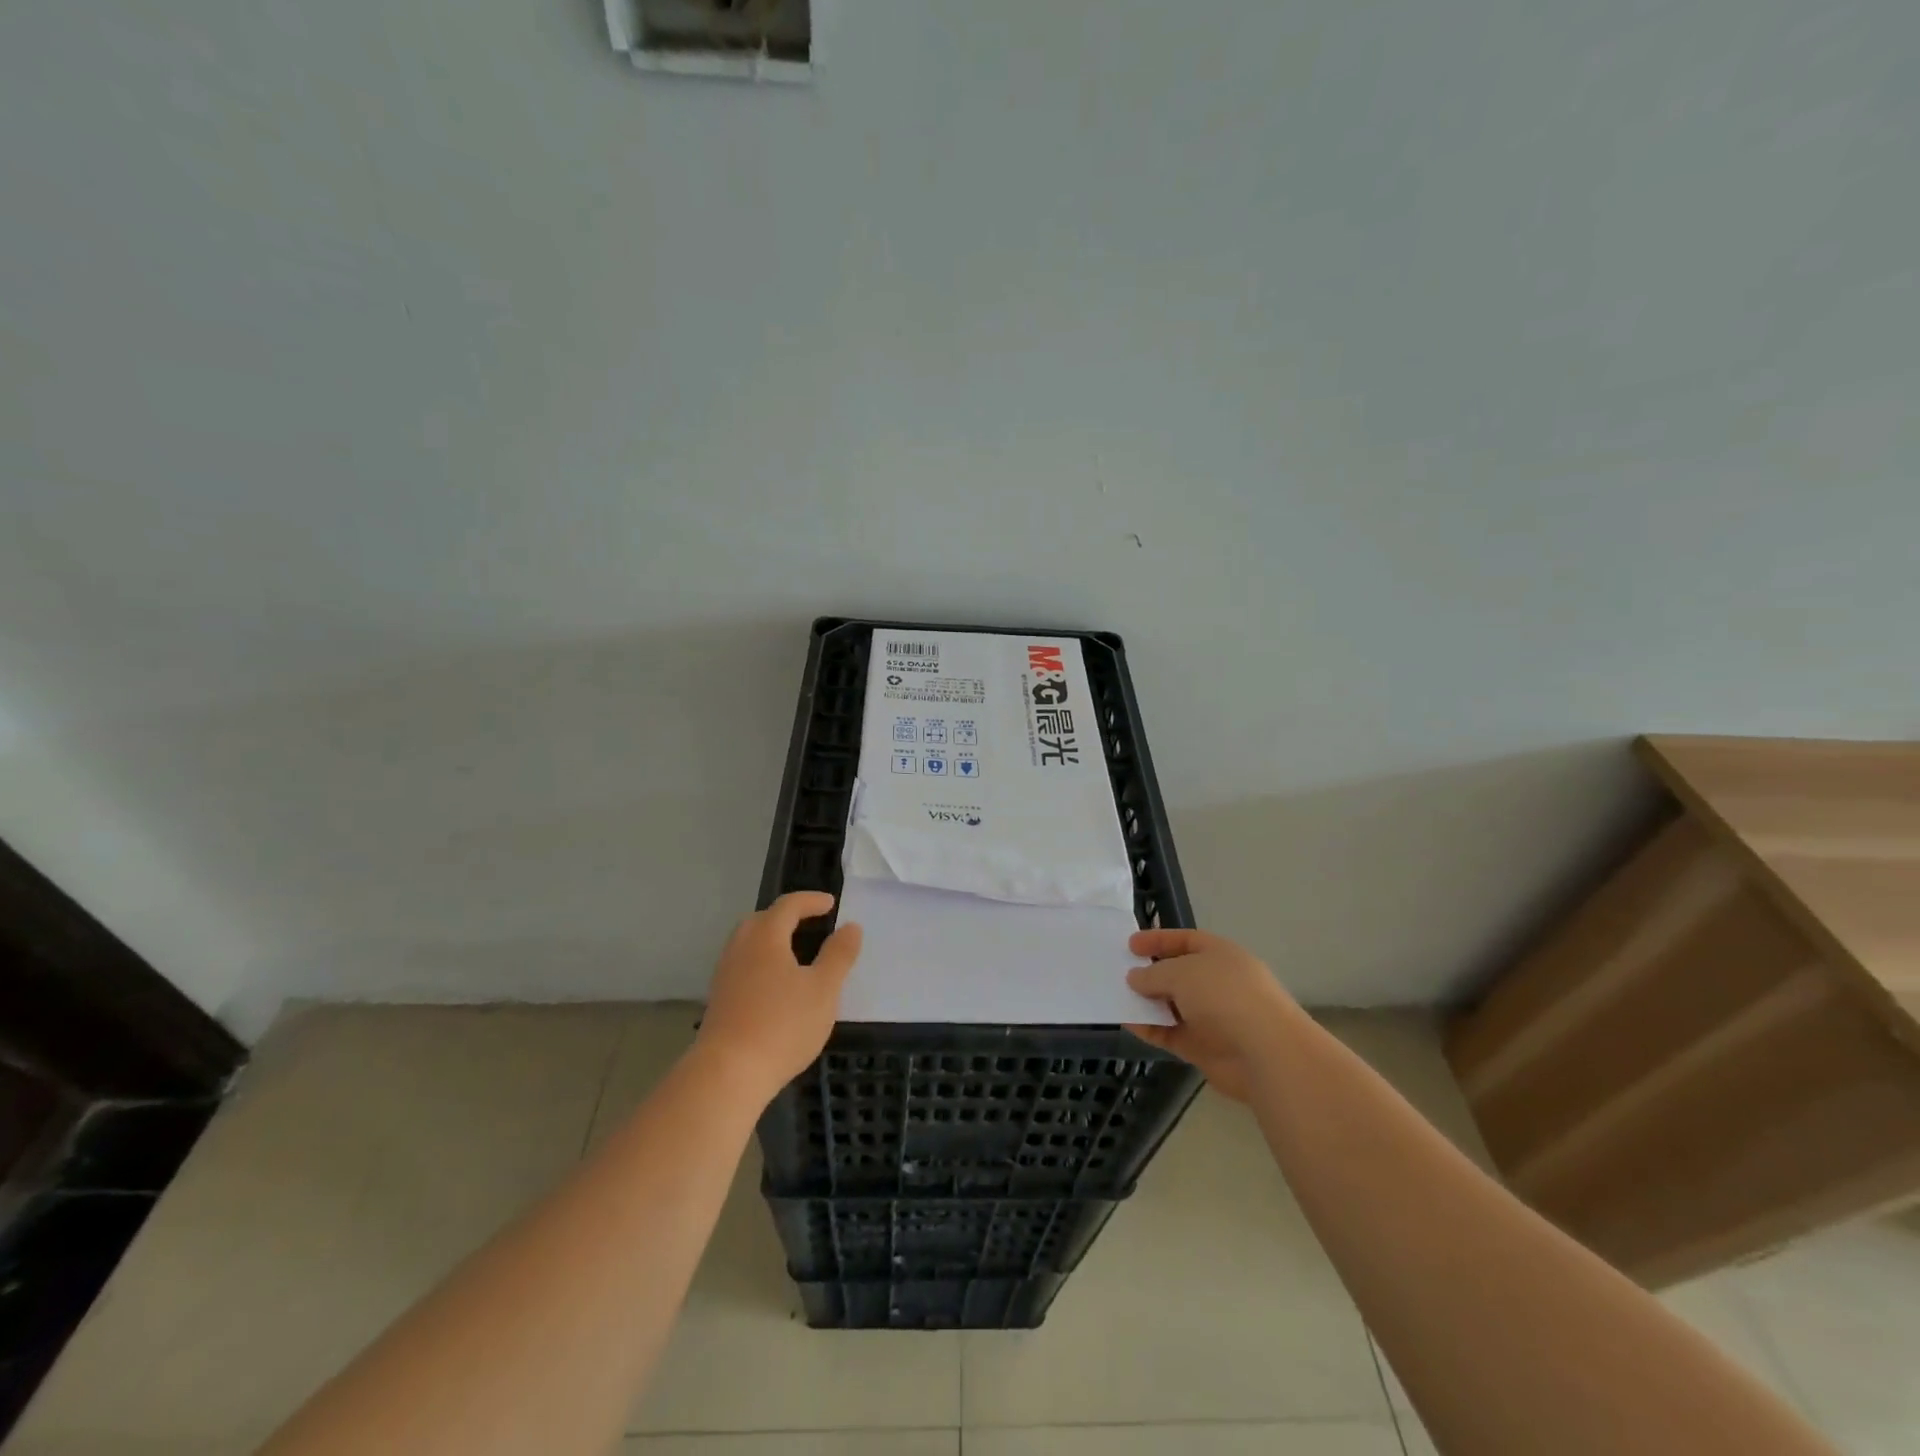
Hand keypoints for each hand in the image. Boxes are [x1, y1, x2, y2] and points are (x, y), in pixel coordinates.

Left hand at [696, 892, 862, 1103]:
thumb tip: (851, 927)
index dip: (810, 901)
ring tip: (795, 953)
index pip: (788, 905)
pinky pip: (743, 966)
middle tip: (810, 923)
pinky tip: (776, 985)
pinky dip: (762, 962)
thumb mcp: (824, 989)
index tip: (831, 904)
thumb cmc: (782, 1025)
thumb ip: (839, 955)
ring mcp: (725, 975)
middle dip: (787, 917)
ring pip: (749, 944)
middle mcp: (740, 948)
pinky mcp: (719, 1000)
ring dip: (772, 940)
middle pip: (762, 920)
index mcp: (766, 937)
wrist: (727, 1074)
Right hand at [1123, 928, 1301, 1102]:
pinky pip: (1170, 1033)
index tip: (1130, 945)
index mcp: (1220, 955)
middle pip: (1178, 974)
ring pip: (1172, 1005)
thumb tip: (1135, 977)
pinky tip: (1128, 1024)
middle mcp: (1217, 983)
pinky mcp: (1204, 1047)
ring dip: (1147, 1003)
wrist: (1265, 1053)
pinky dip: (1150, 1029)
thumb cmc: (1225, 996)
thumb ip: (1153, 973)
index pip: (1186, 941)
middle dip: (1150, 973)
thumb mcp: (1182, 973)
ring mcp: (1212, 1017)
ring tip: (1116, 998)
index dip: (1158, 940)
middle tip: (1119, 972)